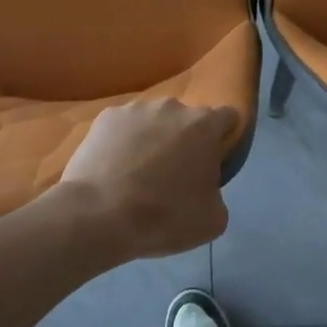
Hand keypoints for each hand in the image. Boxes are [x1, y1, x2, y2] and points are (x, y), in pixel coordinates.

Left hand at [58, 98, 238, 258]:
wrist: (98, 216)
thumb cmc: (164, 216)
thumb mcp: (212, 220)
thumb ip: (217, 192)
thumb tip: (205, 186)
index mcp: (204, 125)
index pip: (228, 117)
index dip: (224, 138)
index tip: (214, 161)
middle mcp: (172, 107)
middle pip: (187, 119)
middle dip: (185, 140)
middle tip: (173, 174)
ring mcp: (135, 109)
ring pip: (153, 121)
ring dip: (153, 138)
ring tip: (137, 172)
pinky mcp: (105, 118)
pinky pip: (123, 127)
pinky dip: (122, 142)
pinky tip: (113, 169)